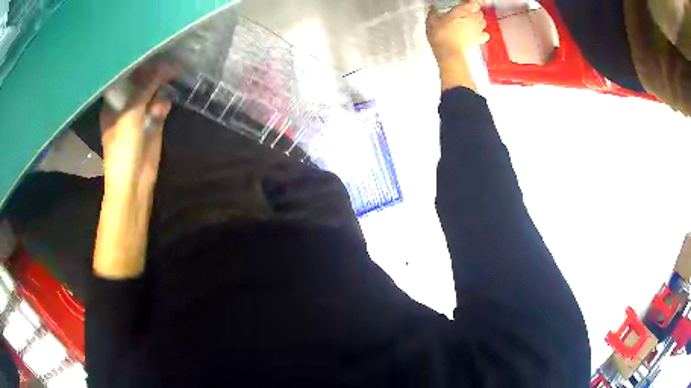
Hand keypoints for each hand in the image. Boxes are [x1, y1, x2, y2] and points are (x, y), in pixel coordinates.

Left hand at [100, 64, 176, 194]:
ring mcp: (140, 115)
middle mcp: (126, 106)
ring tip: (171, 76)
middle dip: (153, 73)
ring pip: (152, 93)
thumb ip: (145, 89)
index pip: (126, 78)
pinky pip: (160, 106)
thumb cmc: (123, 149)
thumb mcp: (131, 115)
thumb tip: (162, 66)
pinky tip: (165, 104)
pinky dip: (164, 103)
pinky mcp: (153, 123)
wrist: (134, 182)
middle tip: (169, 60)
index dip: (139, 66)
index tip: (153, 53)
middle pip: (141, 83)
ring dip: (161, 87)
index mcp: (114, 104)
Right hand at [427, 1, 489, 63]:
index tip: (465, 4)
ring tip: (472, 23)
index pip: (473, 4)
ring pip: (483, 22)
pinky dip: (483, 33)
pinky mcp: (479, 39)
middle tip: (467, 14)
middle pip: (480, 12)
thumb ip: (433, 12)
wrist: (448, 51)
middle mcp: (472, 18)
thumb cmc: (439, 34)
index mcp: (461, 11)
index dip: (470, 3)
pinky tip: (477, 33)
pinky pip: (486, 34)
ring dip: (479, 21)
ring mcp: (477, 29)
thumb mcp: (431, 20)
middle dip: (475, 12)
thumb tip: (433, 8)